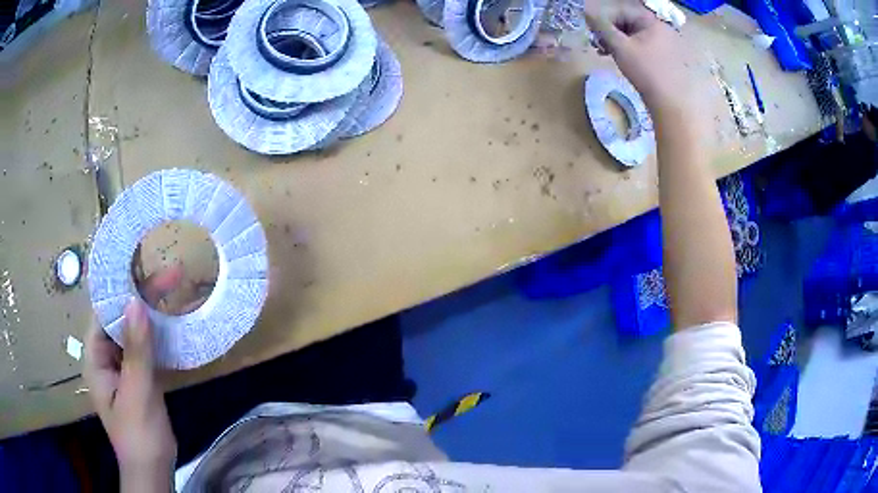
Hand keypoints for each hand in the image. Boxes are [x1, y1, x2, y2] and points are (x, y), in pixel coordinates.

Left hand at [83, 266, 183, 489]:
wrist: (153, 469)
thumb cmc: (139, 435)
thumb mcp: (137, 393)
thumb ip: (135, 351)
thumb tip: (136, 301)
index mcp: (95, 356)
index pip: (103, 311)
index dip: (120, 288)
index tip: (143, 265)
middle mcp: (105, 355)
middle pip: (120, 316)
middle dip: (142, 295)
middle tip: (170, 274)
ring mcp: (122, 365)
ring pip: (134, 329)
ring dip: (152, 312)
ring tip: (174, 289)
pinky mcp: (138, 375)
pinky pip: (145, 346)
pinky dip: (157, 333)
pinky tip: (173, 322)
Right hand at [585, 3, 692, 116]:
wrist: (673, 105)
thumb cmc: (647, 72)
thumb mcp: (620, 47)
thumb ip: (602, 27)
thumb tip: (586, 12)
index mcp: (653, 22)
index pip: (621, 10)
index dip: (604, 19)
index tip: (592, 32)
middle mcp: (662, 29)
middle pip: (628, 22)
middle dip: (610, 31)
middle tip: (598, 44)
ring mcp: (666, 44)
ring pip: (635, 35)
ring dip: (618, 42)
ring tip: (606, 53)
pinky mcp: (667, 58)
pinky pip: (644, 47)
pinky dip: (630, 51)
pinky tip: (622, 60)